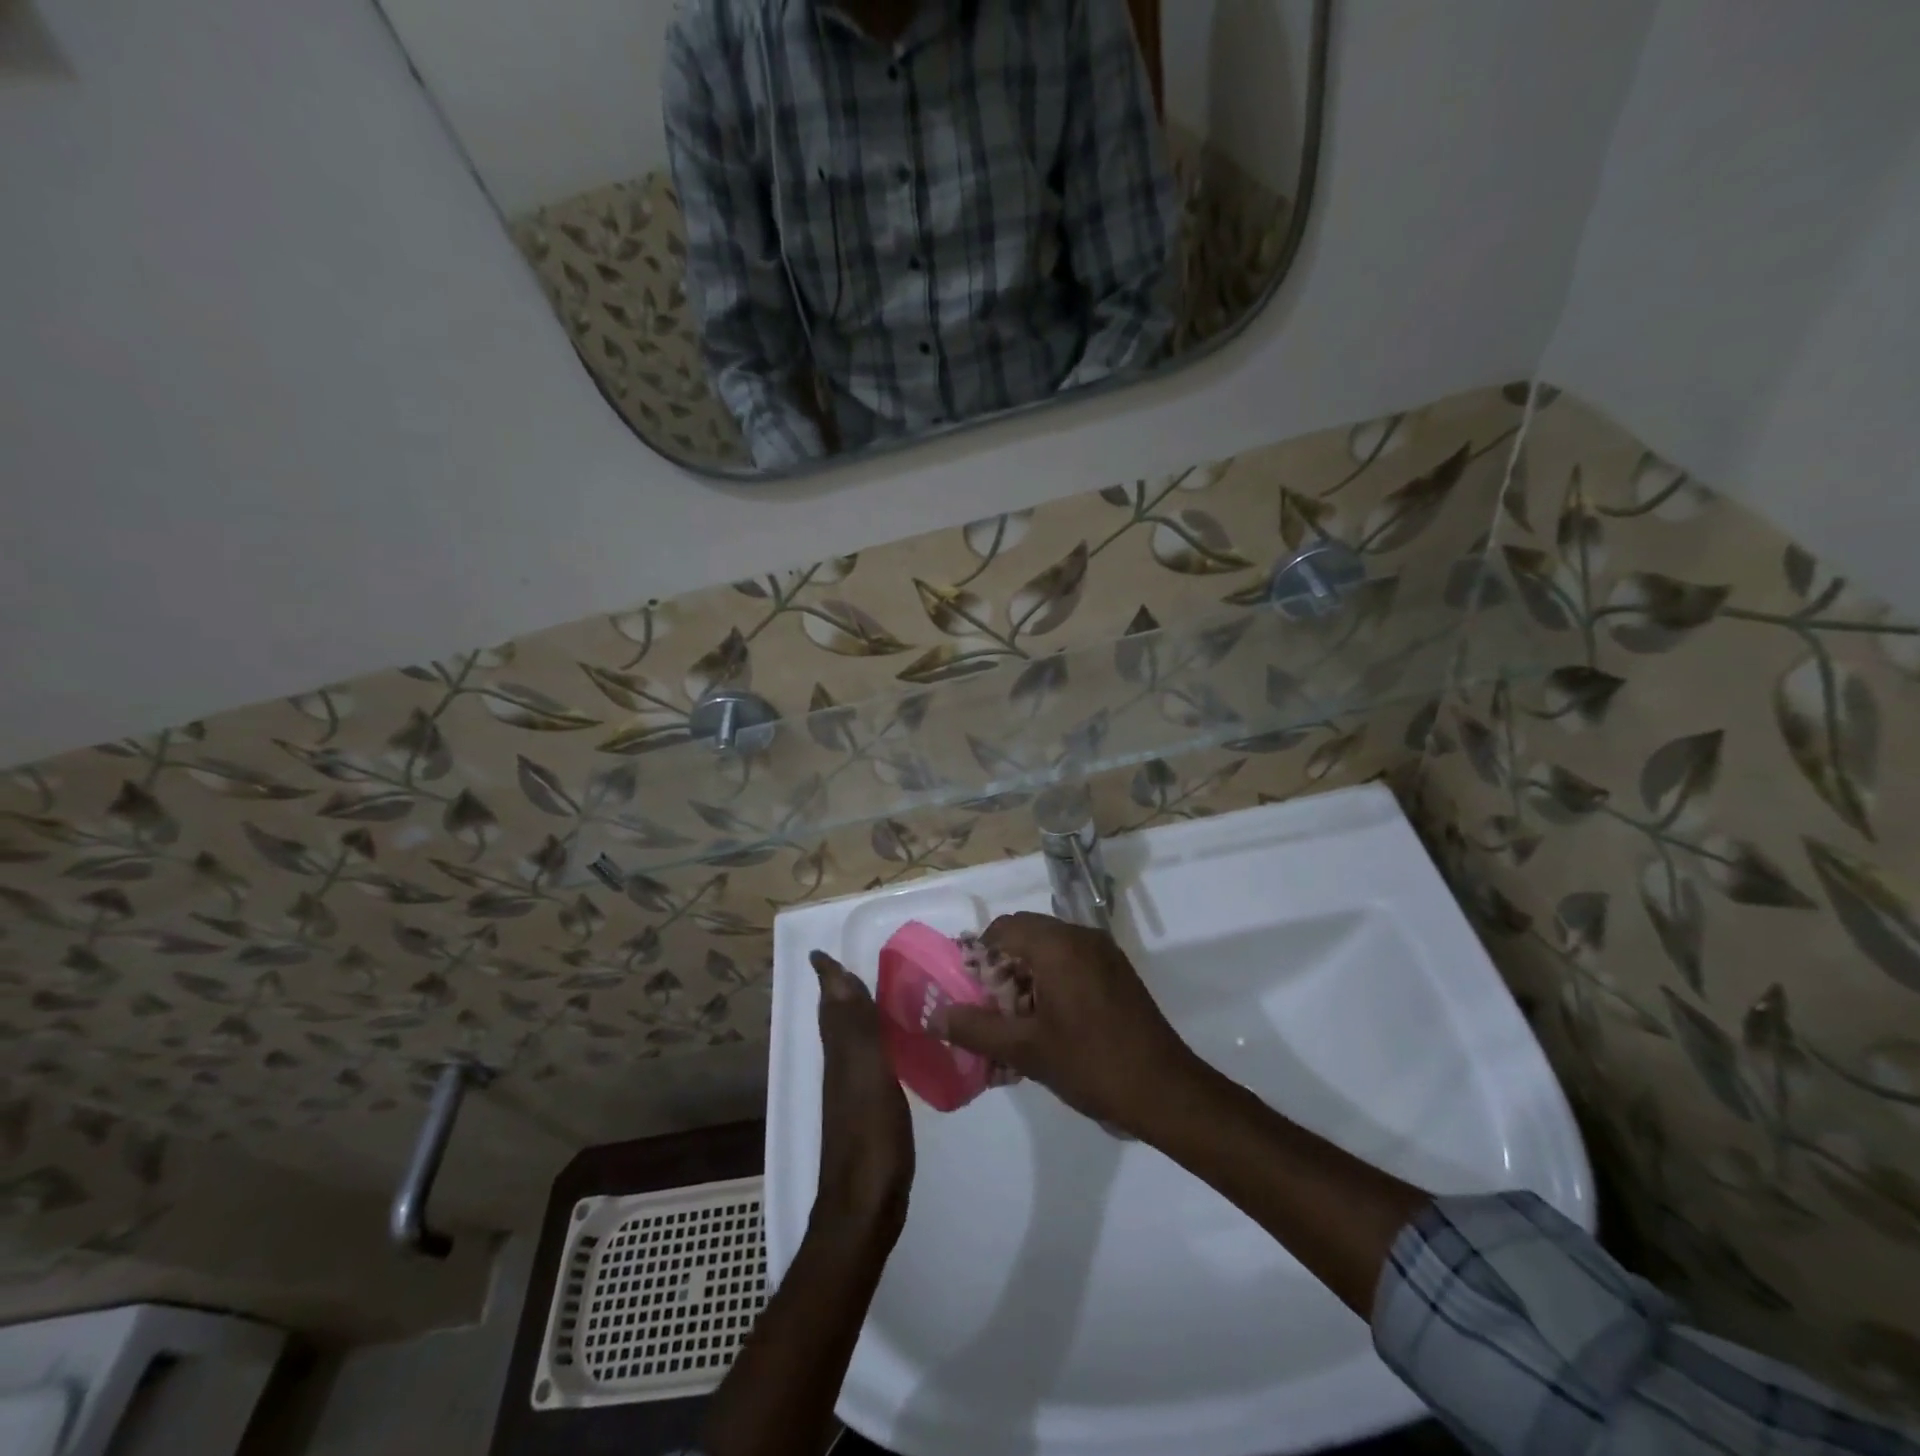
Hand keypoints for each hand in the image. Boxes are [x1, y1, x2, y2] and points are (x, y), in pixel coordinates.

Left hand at [810, 951, 913, 1232]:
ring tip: (882, 995)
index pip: (833, 1004)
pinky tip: (895, 1047)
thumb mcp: (866, 1076)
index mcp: (841, 1054)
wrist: (864, 1210)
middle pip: (838, 1020)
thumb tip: (834, 975)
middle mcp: (841, 1068)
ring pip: (852, 1040)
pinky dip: (876, 1043)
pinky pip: (869, 1062)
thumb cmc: (870, 1139)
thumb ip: (855, 1027)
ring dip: (859, 1014)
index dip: (829, 978)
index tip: (826, 952)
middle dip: (842, 991)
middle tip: (856, 965)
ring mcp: (853, 1092)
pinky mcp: (869, 1112)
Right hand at [935, 913, 1197, 1136]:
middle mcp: (1081, 937)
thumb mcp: (1025, 1050)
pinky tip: (1048, 1024)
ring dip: (1025, 977)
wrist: (1165, 1091)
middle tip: (991, 1011)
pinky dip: (1051, 982)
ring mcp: (1103, 952)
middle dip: (1001, 968)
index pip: (1003, 929)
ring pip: (1048, 950)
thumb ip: (975, 1029)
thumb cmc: (1091, 1064)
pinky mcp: (1117, 971)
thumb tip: (934, 1016)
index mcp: (1058, 945)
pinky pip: (1071, 962)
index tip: (970, 993)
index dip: (978, 956)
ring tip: (1016, 1023)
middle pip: (1025, 935)